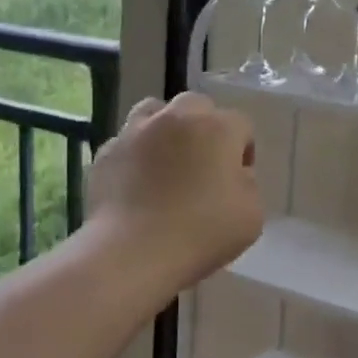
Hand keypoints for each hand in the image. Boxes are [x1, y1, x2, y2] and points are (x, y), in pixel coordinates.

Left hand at [86, 92, 262, 286]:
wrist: (133, 251)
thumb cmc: (201, 233)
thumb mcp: (251, 215)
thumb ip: (248, 185)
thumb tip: (232, 175)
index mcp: (218, 129)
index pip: (241, 125)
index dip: (243, 151)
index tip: (237, 180)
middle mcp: (177, 118)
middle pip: (197, 106)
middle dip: (205, 128)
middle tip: (203, 165)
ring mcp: (136, 131)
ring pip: (155, 112)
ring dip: (166, 129)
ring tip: (165, 161)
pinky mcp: (106, 152)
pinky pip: (126, 143)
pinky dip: (135, 155)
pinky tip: (136, 183)